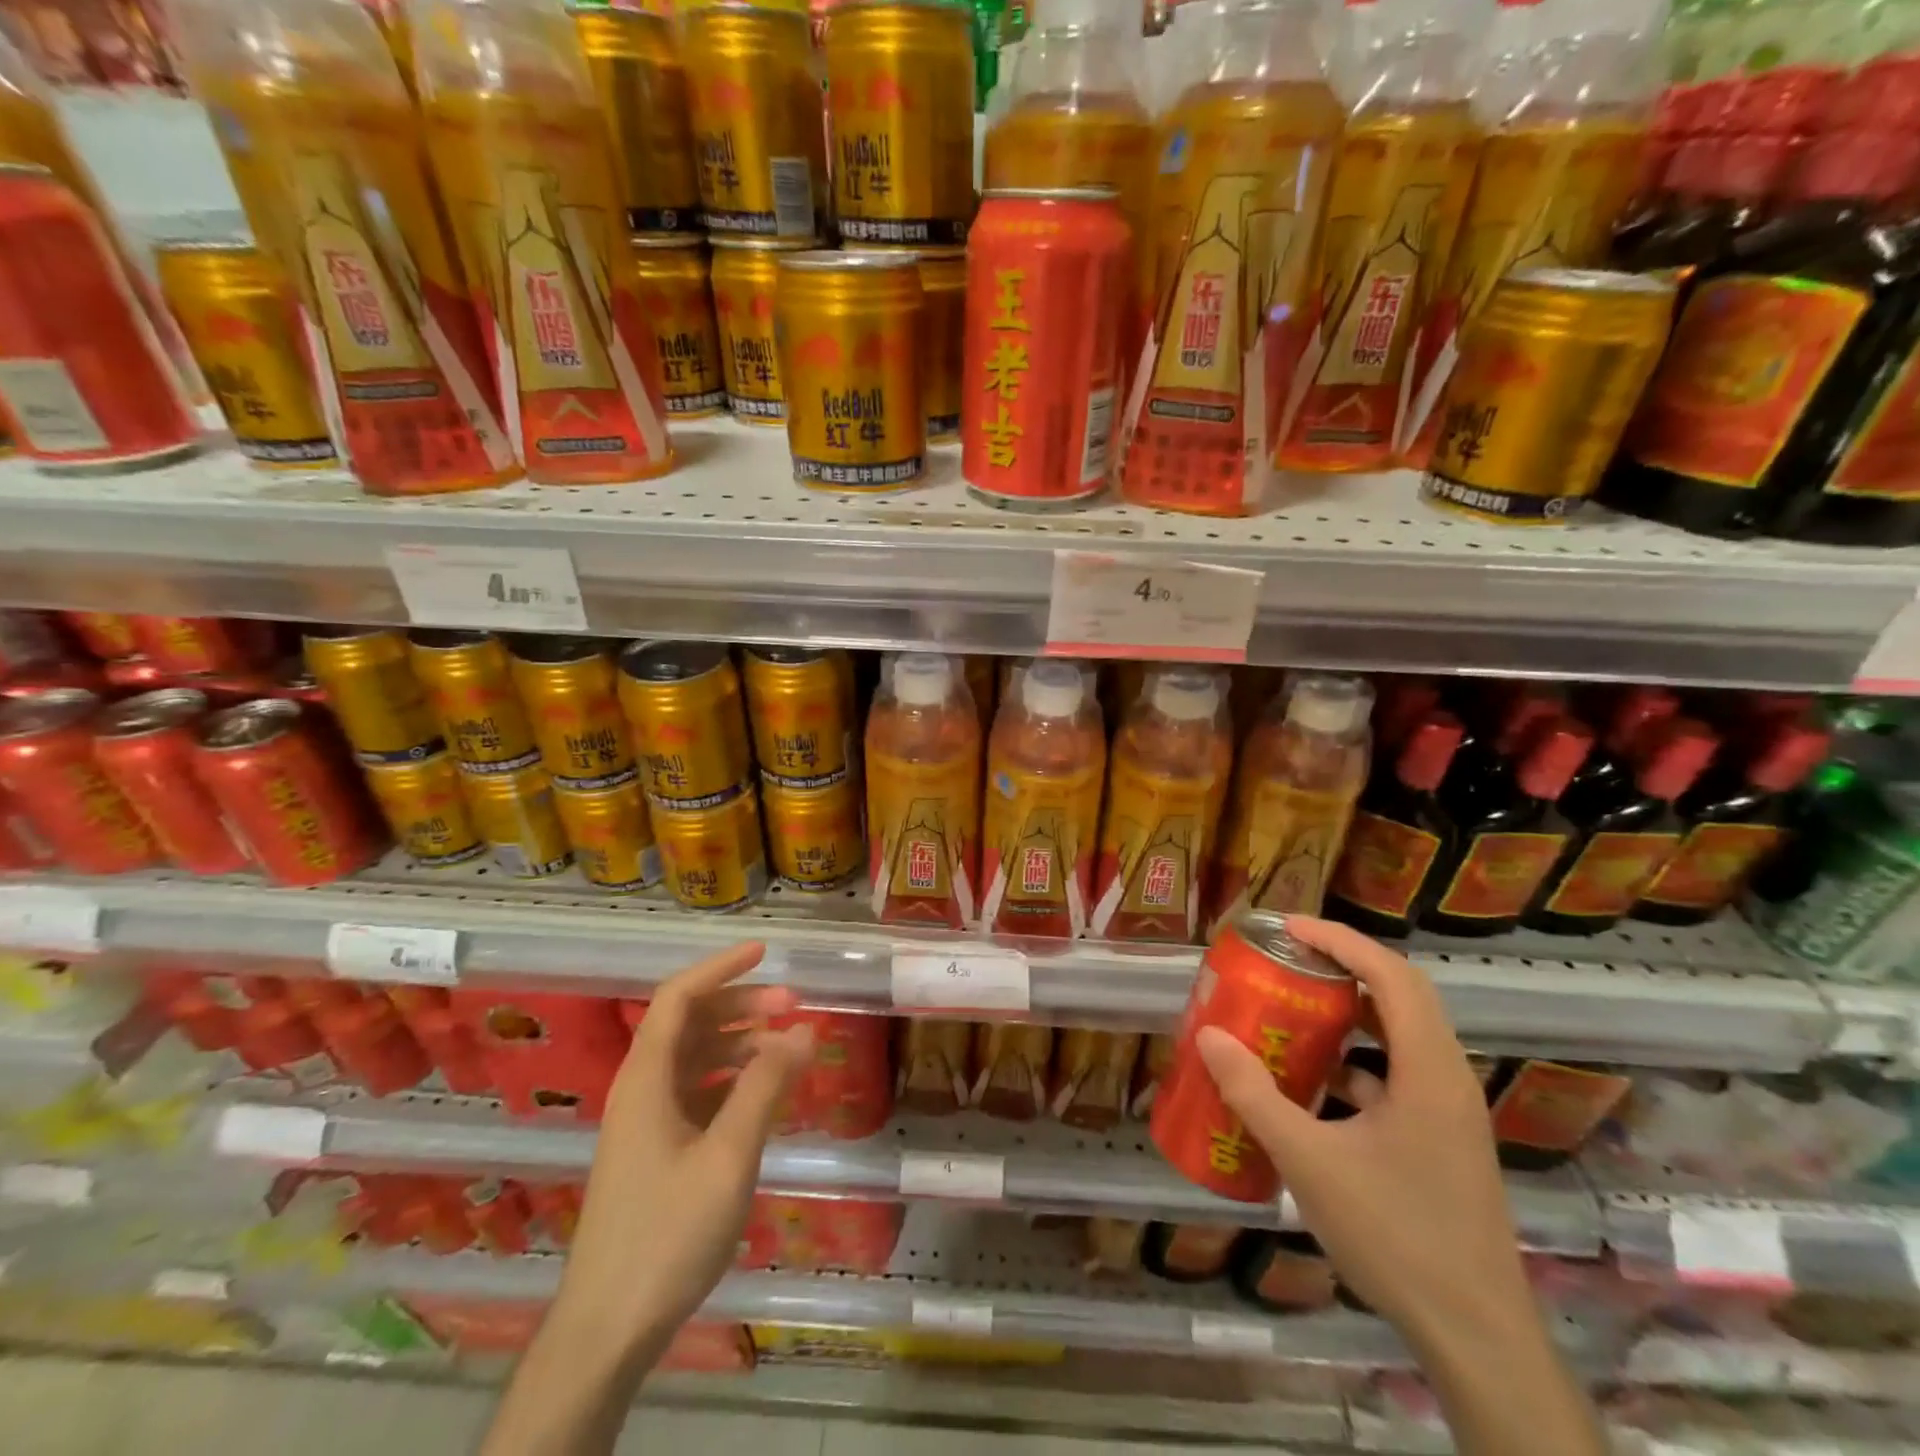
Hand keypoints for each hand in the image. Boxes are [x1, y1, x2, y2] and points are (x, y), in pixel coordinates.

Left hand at [555, 942, 813, 1356]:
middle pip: (690, 1024)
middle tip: (794, 1006)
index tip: (765, 951)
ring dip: (740, 1043)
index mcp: (646, 1080)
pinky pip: (699, 1094)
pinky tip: (766, 1093)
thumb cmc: (667, 1234)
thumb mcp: (728, 1156)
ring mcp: (647, 1123)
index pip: (678, 998)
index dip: (719, 967)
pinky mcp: (657, 1152)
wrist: (608, 1330)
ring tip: (788, 1047)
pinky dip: (733, 1081)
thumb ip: (765, 1087)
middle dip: (741, 1005)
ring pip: (696, 1060)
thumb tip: (803, 1028)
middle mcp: (642, 1090)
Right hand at [1196, 917, 1529, 1350]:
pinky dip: (1355, 1059)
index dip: (1339, 940)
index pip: (1390, 975)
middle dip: (1343, 966)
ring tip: (1294, 1006)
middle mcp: (1446, 1078)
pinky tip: (1313, 1081)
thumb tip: (1209, 1037)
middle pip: (1400, 994)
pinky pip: (1396, 1074)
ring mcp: (1448, 1111)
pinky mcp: (1441, 1139)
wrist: (1476, 1336)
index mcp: (1428, 1071)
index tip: (1287, 928)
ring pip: (1400, 1035)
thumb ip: (1255, 1095)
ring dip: (1349, 1012)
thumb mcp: (1309, 1161)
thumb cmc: (1396, 1235)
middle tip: (1287, 957)